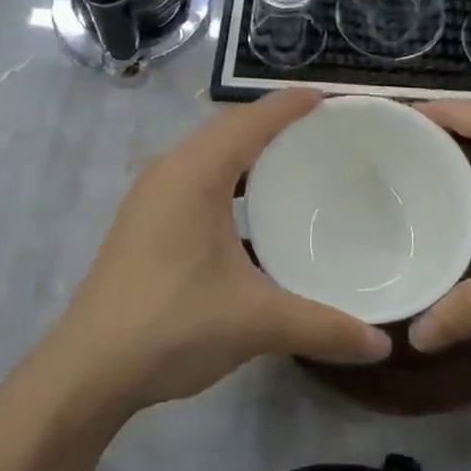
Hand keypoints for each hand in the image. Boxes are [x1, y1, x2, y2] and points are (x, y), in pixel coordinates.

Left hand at [55, 90, 390, 410]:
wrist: (88, 371)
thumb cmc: (172, 325)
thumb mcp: (255, 322)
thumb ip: (322, 327)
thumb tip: (382, 343)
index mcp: (195, 173)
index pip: (251, 121)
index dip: (290, 105)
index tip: (330, 99)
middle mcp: (170, 171)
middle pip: (228, 129)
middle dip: (273, 123)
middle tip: (322, 131)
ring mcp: (151, 196)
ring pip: (208, 154)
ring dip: (247, 152)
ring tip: (293, 164)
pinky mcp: (143, 221)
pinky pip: (194, 179)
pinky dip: (227, 179)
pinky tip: (250, 211)